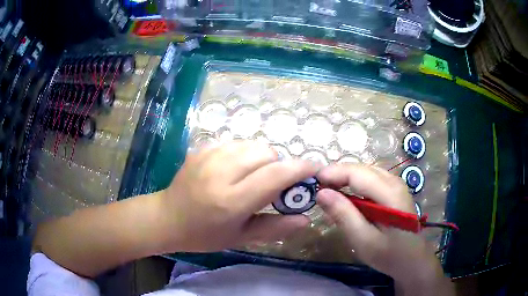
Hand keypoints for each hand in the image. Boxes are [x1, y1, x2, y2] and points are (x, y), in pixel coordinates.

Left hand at [159, 141, 320, 252]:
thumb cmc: (204, 235)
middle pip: (266, 153)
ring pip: (252, 144)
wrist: (167, 218)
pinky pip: (235, 142)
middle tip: (274, 184)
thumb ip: (276, 227)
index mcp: (231, 200)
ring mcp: (208, 156)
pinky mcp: (201, 149)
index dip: (301, 168)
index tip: (314, 168)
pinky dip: (244, 153)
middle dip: (279, 165)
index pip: (275, 175)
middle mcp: (220, 173)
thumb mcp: (241, 237)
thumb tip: (306, 218)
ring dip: (262, 158)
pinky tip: (235, 169)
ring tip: (254, 176)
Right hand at [315, 164, 453, 294]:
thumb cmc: (389, 254)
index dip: (332, 173)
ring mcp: (395, 184)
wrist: (412, 259)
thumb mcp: (364, 240)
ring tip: (328, 192)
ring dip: (344, 178)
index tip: (312, 182)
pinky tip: (347, 196)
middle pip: (360, 169)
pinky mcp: (394, 190)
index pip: (357, 173)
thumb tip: (321, 193)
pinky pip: (370, 179)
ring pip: (364, 172)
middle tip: (316, 189)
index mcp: (389, 193)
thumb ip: (344, 215)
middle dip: (337, 175)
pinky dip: (354, 184)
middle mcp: (394, 181)